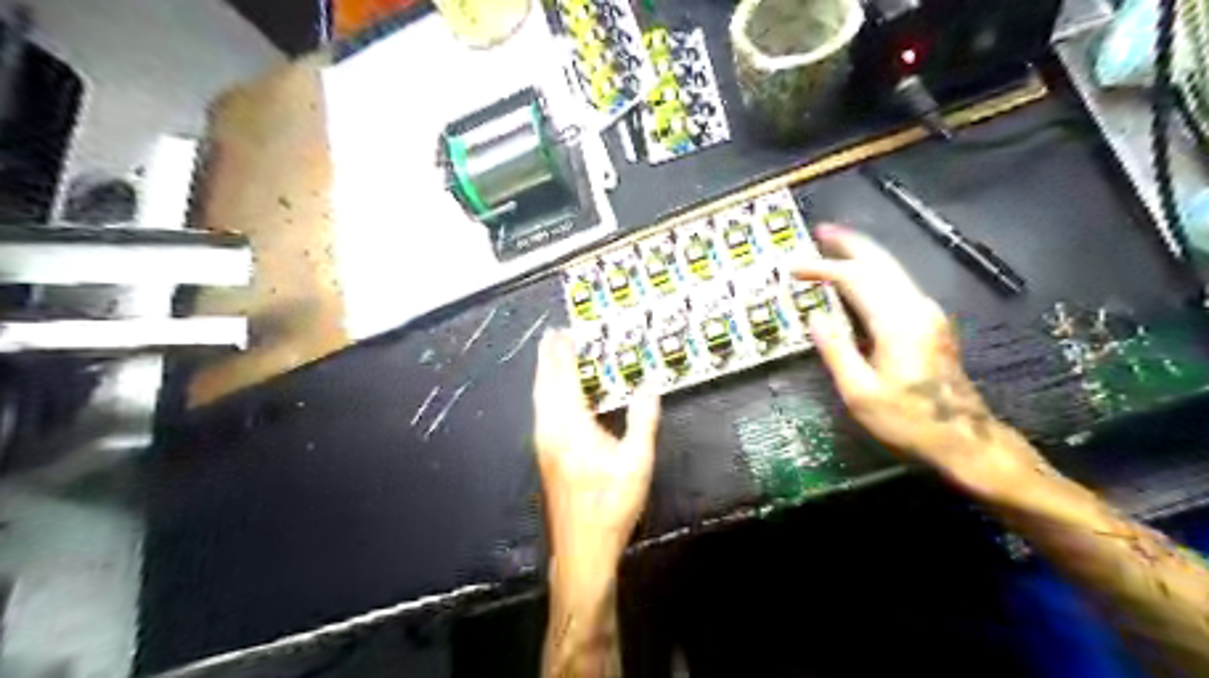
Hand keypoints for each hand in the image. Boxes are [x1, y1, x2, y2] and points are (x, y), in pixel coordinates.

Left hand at [531, 327, 659, 582]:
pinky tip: (552, 394)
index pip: (563, 379)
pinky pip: (541, 411)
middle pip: (544, 384)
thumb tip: (650, 384)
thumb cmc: (611, 505)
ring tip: (550, 356)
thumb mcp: (637, 462)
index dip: (562, 353)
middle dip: (547, 357)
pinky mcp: (544, 455)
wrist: (582, 549)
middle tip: (552, 335)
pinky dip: (545, 392)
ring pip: (539, 398)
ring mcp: (543, 444)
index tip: (562, 332)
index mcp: (571, 426)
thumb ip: (643, 419)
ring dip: (544, 373)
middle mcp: (550, 430)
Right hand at [795, 224, 1049, 500]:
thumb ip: (836, 350)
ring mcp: (928, 313)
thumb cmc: (907, 419)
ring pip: (892, 270)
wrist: (964, 439)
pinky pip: (897, 285)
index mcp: (897, 322)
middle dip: (850, 243)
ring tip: (835, 247)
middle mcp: (917, 307)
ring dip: (863, 255)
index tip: (794, 267)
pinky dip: (874, 273)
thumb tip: (815, 317)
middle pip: (881, 262)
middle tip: (821, 231)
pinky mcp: (930, 323)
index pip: (856, 279)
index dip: (823, 269)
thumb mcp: (860, 393)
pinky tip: (859, 278)